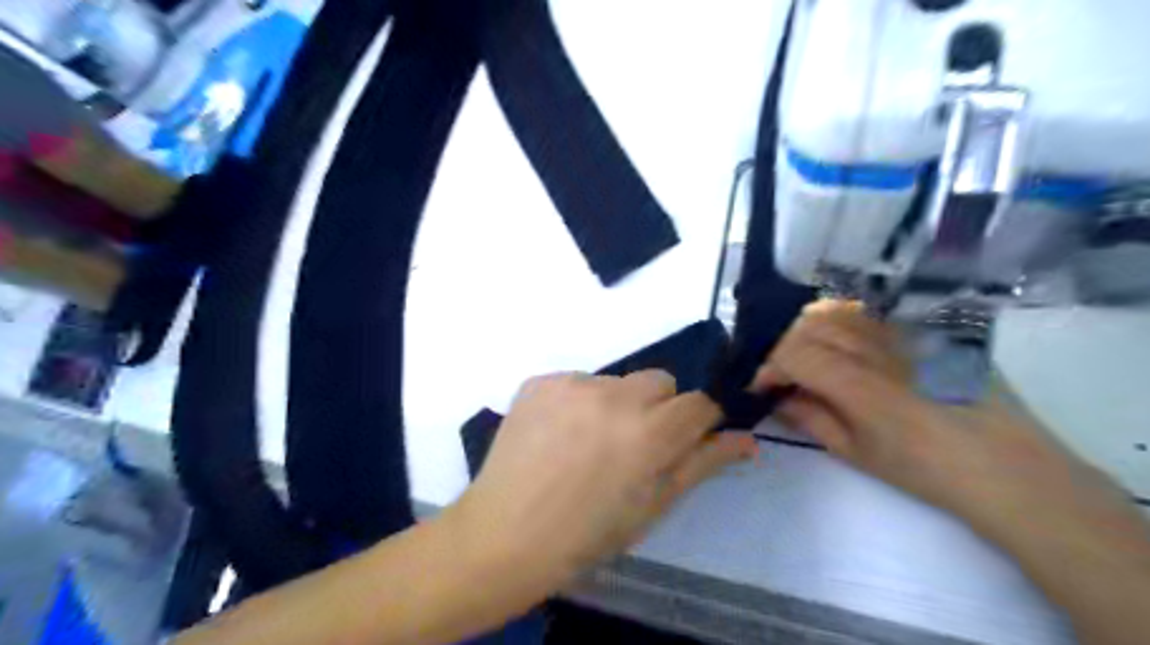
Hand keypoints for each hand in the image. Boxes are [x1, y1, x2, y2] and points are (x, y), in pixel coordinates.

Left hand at [453, 371, 759, 580]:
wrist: (505, 534)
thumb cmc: (587, 533)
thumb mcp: (653, 506)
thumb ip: (702, 463)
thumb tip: (747, 439)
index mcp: (649, 432)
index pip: (699, 403)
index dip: (696, 423)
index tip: (681, 442)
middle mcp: (614, 395)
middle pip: (661, 382)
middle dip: (658, 409)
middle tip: (632, 446)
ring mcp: (572, 383)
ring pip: (617, 381)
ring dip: (616, 404)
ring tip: (587, 443)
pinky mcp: (541, 380)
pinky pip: (578, 381)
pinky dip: (578, 401)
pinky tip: (559, 434)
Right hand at [751, 299, 1143, 541]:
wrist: (1005, 466)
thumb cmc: (925, 469)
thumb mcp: (856, 453)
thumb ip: (811, 419)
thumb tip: (778, 398)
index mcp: (859, 384)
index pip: (793, 354)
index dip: (768, 369)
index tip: (761, 387)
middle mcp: (876, 348)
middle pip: (808, 326)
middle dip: (784, 348)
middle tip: (784, 375)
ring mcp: (901, 333)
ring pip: (836, 312)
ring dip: (809, 331)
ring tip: (808, 357)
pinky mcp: (919, 330)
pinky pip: (866, 313)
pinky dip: (838, 322)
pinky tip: (840, 345)